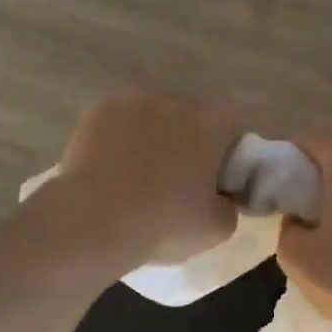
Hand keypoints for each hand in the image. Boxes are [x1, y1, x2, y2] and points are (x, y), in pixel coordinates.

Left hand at [53, 96, 241, 267]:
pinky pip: (120, 124)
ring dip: (154, 141)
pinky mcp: (99, 111)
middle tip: (178, 185)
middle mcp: (176, 104)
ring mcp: (134, 103)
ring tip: (139, 179)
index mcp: (212, 126)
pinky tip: (112, 171)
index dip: (232, 157)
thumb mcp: (218, 228)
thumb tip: (221, 198)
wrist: (95, 221)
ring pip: (154, 121)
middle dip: (190, 147)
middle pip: (192, 123)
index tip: (219, 184)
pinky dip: (120, 141)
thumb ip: (229, 206)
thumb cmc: (165, 223)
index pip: (236, 131)